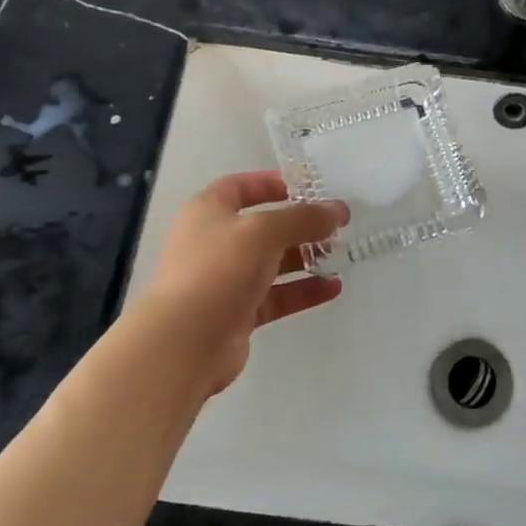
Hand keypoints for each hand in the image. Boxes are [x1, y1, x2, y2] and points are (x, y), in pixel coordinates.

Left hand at [131, 171, 348, 396]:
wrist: (185, 342)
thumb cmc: (220, 270)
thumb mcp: (265, 231)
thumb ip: (304, 218)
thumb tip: (338, 210)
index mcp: (208, 211)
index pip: (241, 186)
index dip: (273, 183)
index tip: (310, 188)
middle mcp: (214, 242)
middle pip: (262, 226)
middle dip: (299, 225)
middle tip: (335, 225)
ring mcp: (225, 280)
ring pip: (271, 263)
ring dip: (304, 258)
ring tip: (340, 255)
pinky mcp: (237, 313)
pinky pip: (275, 296)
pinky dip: (302, 290)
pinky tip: (332, 288)